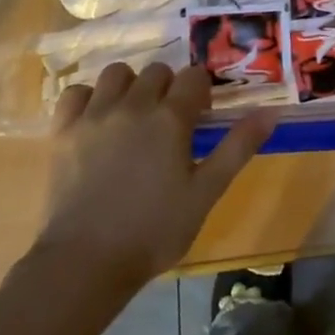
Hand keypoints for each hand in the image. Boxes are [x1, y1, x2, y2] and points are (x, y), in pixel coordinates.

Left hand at [33, 62, 278, 292]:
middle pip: (157, 70)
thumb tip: (271, 112)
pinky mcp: (63, 131)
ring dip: (129, 86)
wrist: (85, 263)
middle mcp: (133, 104)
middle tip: (169, 122)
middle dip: (168, 88)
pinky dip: (88, 99)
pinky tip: (96, 122)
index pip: (194, 77)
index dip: (201, 92)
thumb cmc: (155, 230)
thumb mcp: (206, 192)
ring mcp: (94, 115)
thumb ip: (238, 147)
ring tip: (133, 117)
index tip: (200, 118)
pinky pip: (76, 92)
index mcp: (170, 118)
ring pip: (116, 73)